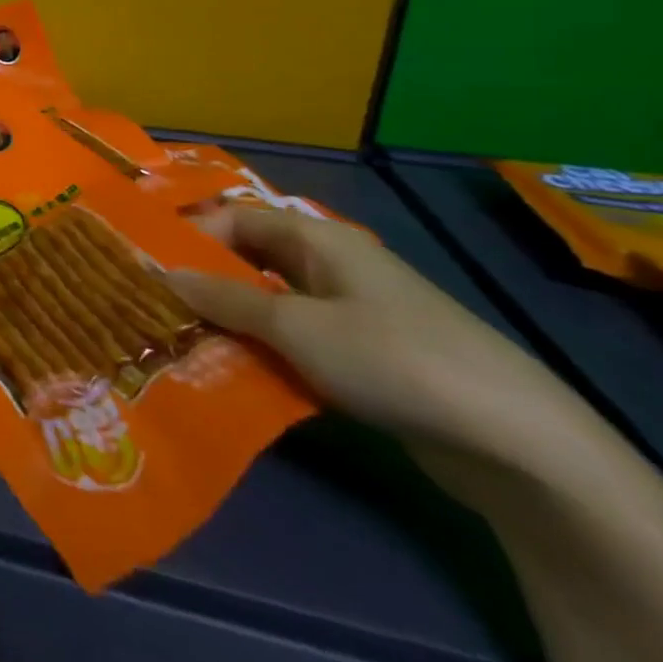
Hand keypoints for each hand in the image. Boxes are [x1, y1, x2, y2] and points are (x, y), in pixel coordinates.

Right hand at [168, 207, 577, 461]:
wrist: (517, 443)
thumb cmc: (390, 358)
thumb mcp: (294, 325)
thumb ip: (222, 298)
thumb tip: (158, 272)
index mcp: (317, 239)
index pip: (234, 218)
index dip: (189, 235)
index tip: (145, 265)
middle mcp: (331, 266)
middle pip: (249, 260)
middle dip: (202, 281)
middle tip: (153, 305)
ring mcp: (351, 312)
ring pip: (269, 304)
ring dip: (229, 321)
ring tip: (181, 341)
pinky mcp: (365, 357)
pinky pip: (296, 340)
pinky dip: (262, 350)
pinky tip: (233, 372)